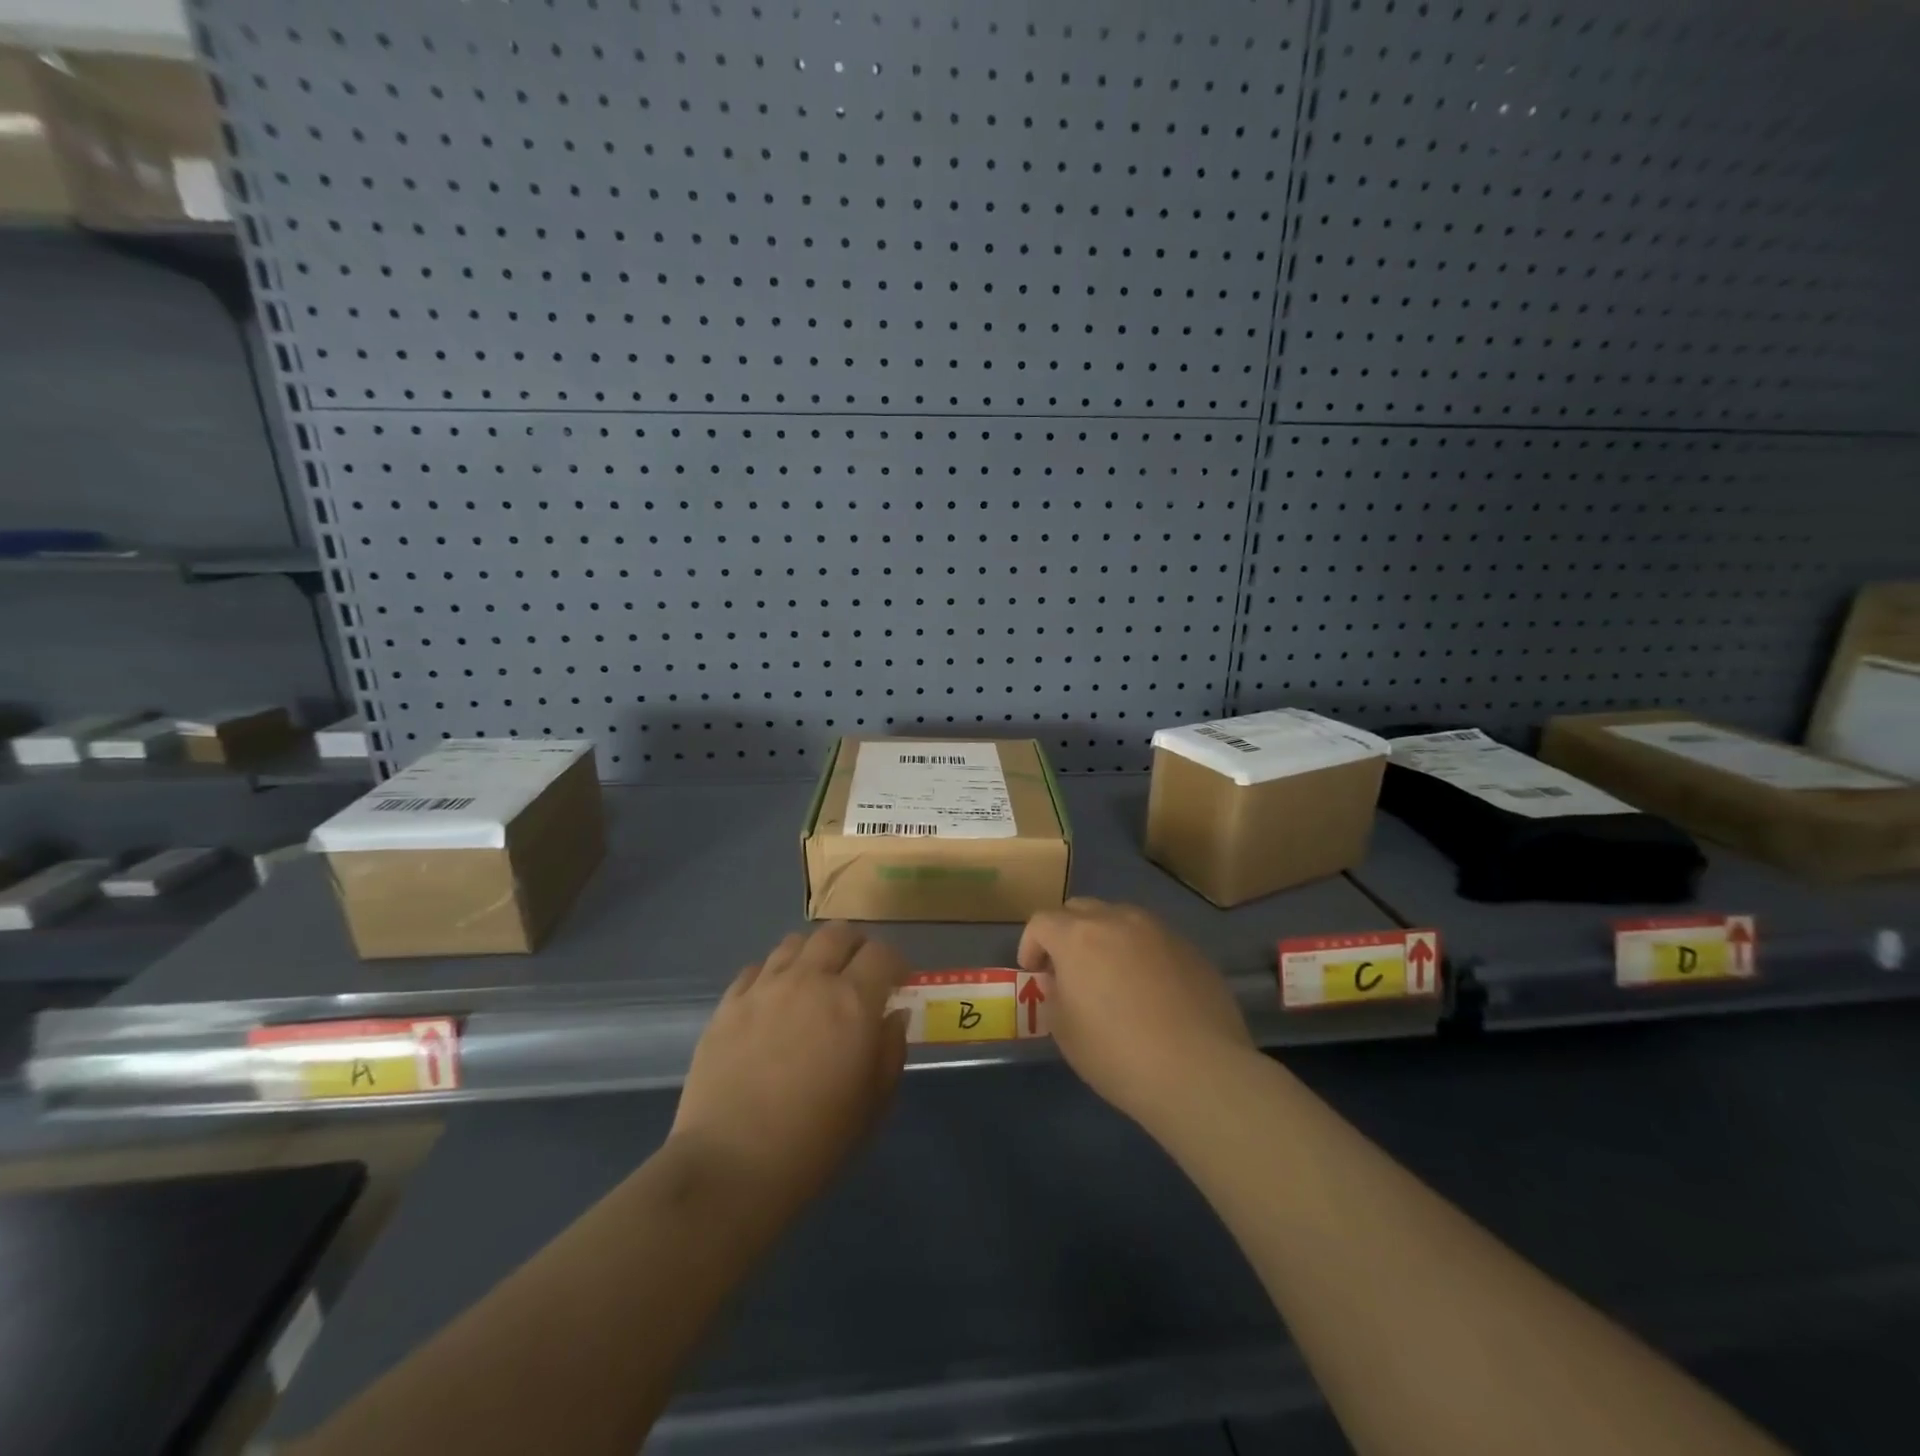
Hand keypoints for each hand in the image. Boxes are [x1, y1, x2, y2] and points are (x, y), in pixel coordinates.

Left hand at [670, 924, 909, 1225]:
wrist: (731, 1167)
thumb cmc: (815, 1143)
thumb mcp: (873, 1105)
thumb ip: (890, 1051)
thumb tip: (893, 1015)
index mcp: (852, 1002)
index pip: (882, 953)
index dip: (896, 963)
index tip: (898, 982)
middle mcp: (809, 980)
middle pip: (837, 933)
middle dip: (855, 946)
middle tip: (857, 974)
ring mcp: (764, 988)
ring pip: (794, 943)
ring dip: (812, 955)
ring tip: (813, 983)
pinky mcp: (728, 1004)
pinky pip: (756, 969)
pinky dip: (772, 975)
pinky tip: (773, 1002)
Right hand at [1019, 898, 1253, 1127]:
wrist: (1200, 1071)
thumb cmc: (1118, 1054)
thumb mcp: (1065, 1032)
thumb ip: (1054, 995)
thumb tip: (1060, 979)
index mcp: (1078, 936)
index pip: (1041, 922)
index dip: (1031, 944)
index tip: (1034, 973)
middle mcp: (1117, 920)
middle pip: (1080, 909)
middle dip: (1066, 933)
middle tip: (1068, 969)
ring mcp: (1158, 930)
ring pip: (1119, 919)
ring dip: (1105, 938)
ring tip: (1111, 976)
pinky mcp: (1190, 948)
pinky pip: (1152, 939)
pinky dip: (1140, 953)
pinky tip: (1150, 990)